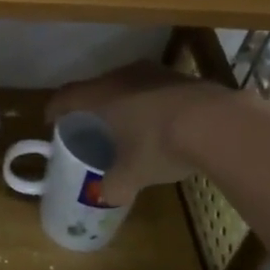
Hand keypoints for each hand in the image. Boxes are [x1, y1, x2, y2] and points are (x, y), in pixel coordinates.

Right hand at [47, 60, 266, 205]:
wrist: (218, 123)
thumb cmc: (160, 144)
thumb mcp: (133, 174)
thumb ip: (113, 185)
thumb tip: (105, 196)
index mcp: (102, 95)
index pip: (67, 96)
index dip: (55, 108)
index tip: (51, 120)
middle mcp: (124, 76)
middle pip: (98, 86)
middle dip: (91, 104)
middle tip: (90, 123)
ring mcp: (156, 73)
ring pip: (129, 85)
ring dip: (124, 102)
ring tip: (126, 123)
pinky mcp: (183, 77)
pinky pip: (155, 89)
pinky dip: (151, 103)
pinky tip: (162, 123)